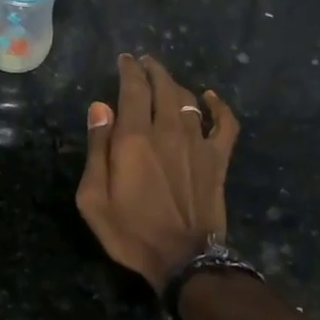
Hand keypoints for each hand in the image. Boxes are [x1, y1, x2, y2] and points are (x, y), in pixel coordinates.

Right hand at [77, 55, 238, 292]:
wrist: (183, 259)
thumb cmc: (130, 231)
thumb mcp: (94, 197)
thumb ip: (97, 149)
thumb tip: (100, 108)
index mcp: (134, 137)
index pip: (133, 88)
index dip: (128, 70)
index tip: (124, 60)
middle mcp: (168, 130)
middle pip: (162, 87)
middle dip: (151, 70)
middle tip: (143, 63)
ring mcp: (197, 143)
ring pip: (188, 99)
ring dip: (174, 84)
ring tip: (164, 80)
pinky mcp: (218, 159)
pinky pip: (224, 123)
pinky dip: (219, 106)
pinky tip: (211, 97)